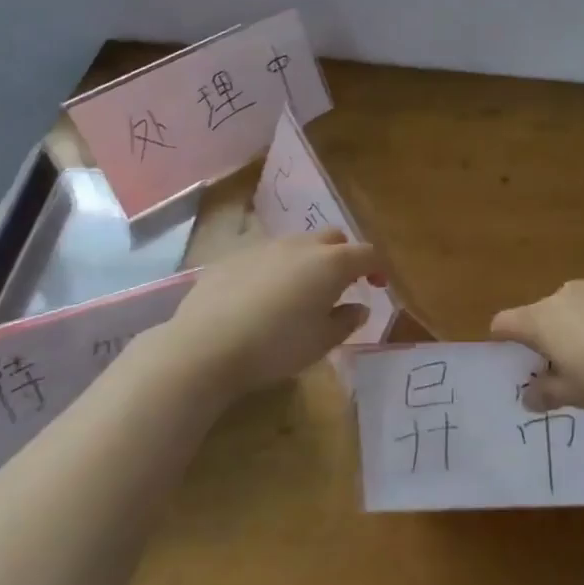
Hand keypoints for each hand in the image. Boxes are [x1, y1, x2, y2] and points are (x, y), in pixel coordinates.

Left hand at [136, 229, 382, 402]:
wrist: (206, 346)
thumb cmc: (276, 346)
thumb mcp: (322, 342)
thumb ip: (347, 321)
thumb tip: (358, 307)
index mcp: (331, 263)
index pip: (367, 254)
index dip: (377, 268)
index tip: (378, 286)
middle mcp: (301, 245)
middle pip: (333, 238)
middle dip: (343, 256)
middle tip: (340, 286)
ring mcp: (264, 246)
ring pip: (298, 244)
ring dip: (308, 260)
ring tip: (300, 291)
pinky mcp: (233, 256)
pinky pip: (265, 255)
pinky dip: (275, 268)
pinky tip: (262, 297)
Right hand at [490, 279, 583, 414]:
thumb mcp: (577, 395)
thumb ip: (547, 393)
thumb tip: (528, 396)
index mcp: (545, 319)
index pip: (507, 322)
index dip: (503, 339)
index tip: (510, 357)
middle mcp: (569, 295)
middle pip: (546, 313)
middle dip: (551, 336)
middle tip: (567, 368)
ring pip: (583, 306)